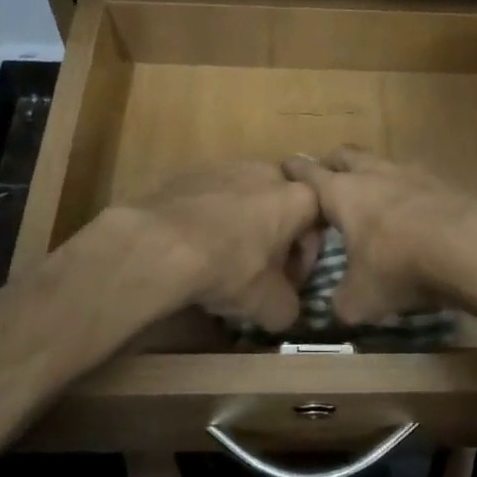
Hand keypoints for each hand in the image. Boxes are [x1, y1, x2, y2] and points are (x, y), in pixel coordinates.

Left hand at [60, 163, 320, 333]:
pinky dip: (210, 218)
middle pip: (281, 207)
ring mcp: (228, 166)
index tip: (287, 284)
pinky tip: (194, 246)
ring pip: (246, 198)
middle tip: (257, 270)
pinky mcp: (192, 171)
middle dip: (274, 237)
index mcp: (299, 197)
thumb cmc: (229, 268)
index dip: (304, 261)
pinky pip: (212, 197)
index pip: (317, 227)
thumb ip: (290, 308)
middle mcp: (268, 172)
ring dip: (242, 225)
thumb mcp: (269, 306)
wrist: (159, 243)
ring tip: (221, 258)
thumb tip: (286, 311)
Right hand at [282, 148, 476, 322]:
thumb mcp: (360, 299)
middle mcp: (373, 174)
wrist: (466, 247)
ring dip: (371, 174)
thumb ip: (341, 302)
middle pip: (346, 155)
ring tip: (370, 193)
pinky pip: (413, 179)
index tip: (285, 166)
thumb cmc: (399, 267)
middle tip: (327, 176)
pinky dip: (405, 189)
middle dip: (333, 163)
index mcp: (343, 194)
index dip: (295, 169)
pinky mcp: (440, 182)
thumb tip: (337, 308)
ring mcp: (409, 173)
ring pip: (381, 163)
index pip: (309, 173)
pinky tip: (410, 209)